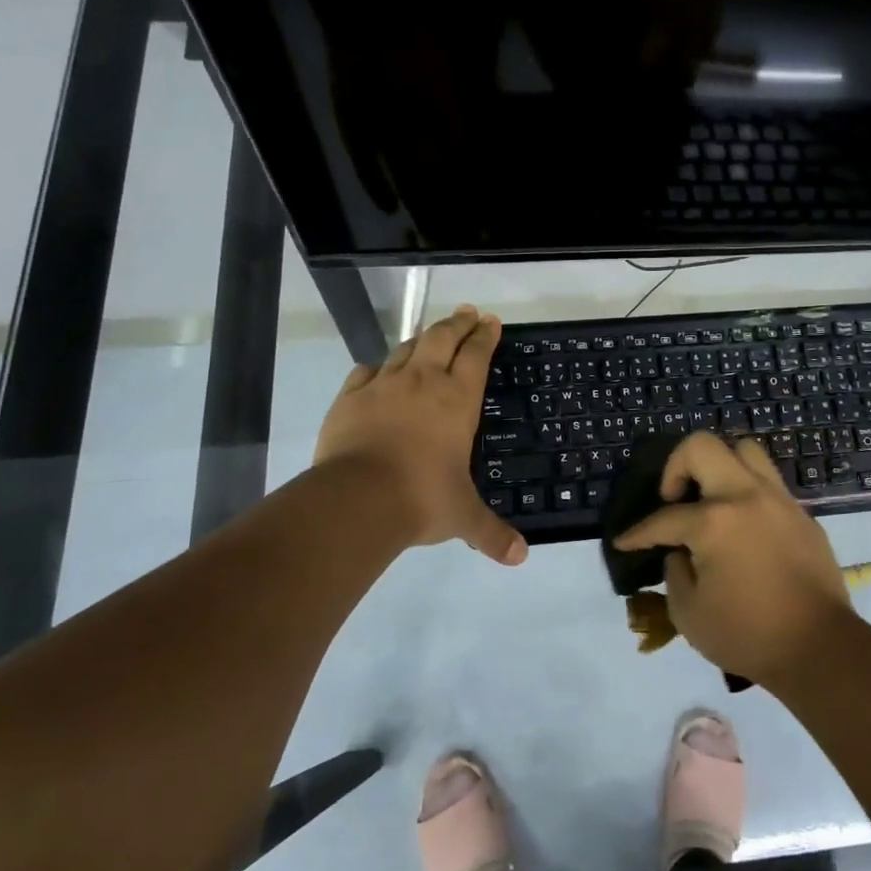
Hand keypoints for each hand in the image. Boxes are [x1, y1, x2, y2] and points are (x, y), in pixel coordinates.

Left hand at [315, 305, 526, 565]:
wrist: (357, 499)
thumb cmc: (422, 498)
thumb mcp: (463, 517)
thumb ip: (491, 533)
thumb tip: (520, 558)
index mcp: (457, 400)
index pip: (476, 355)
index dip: (485, 336)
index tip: (490, 321)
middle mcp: (423, 382)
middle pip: (441, 338)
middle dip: (457, 323)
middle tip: (467, 312)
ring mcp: (383, 386)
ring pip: (405, 348)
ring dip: (421, 338)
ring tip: (430, 335)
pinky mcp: (350, 398)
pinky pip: (366, 371)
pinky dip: (378, 366)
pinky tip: (379, 369)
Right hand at [613, 433, 851, 686]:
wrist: (821, 649)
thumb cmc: (748, 635)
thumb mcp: (688, 613)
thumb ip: (675, 572)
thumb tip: (681, 552)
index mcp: (713, 521)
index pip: (664, 518)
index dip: (638, 533)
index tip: (625, 542)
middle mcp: (745, 496)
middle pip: (702, 446)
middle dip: (676, 467)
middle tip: (674, 499)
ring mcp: (778, 500)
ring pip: (744, 451)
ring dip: (719, 467)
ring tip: (711, 500)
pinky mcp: (802, 515)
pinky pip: (768, 483)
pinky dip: (747, 493)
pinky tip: (743, 527)